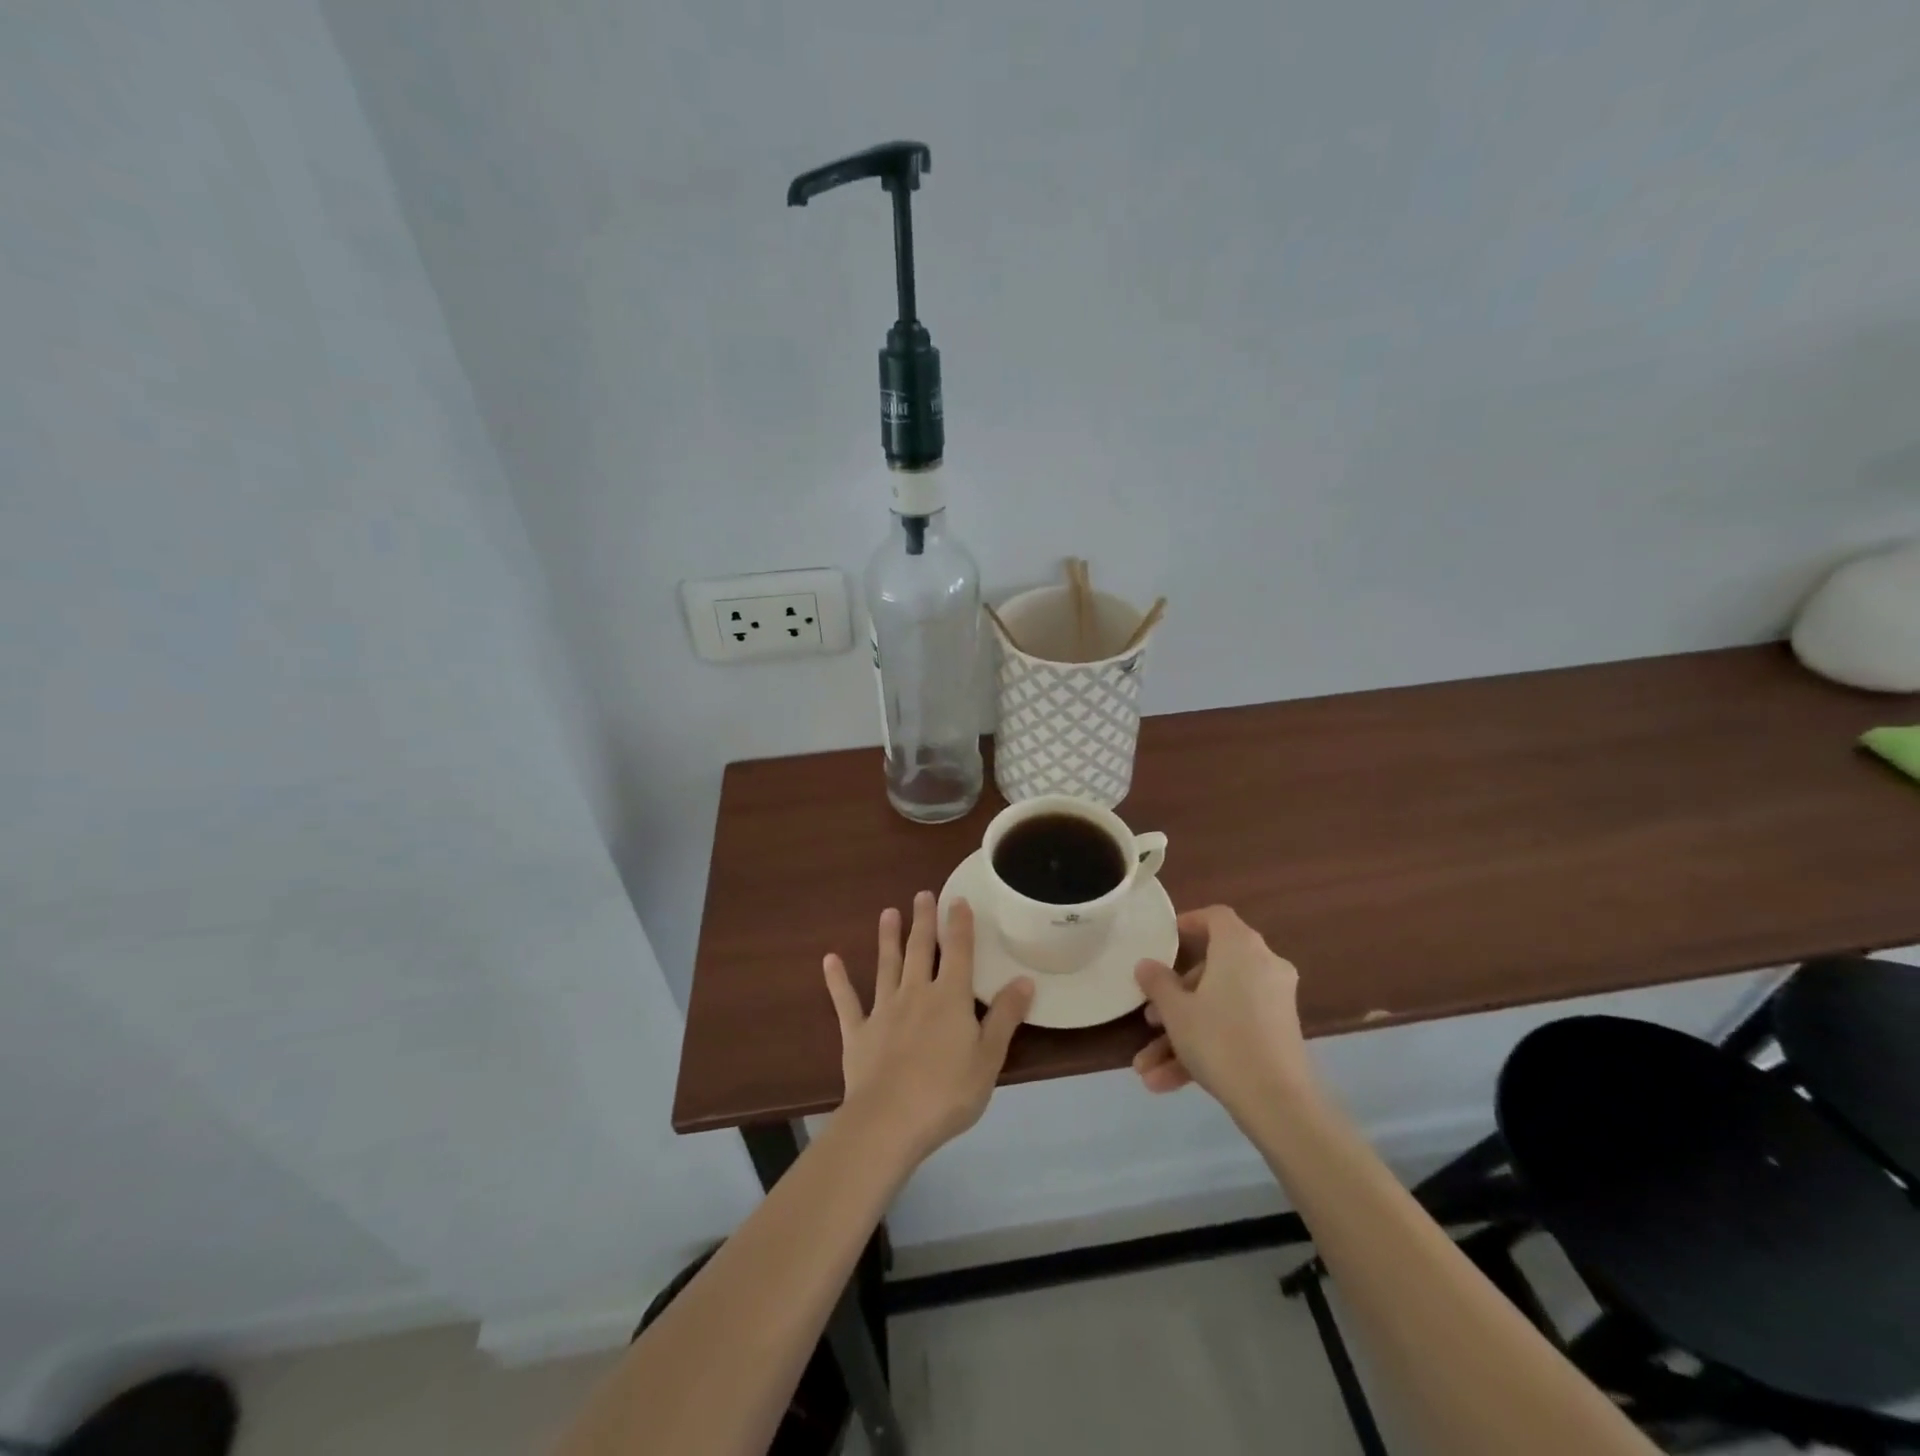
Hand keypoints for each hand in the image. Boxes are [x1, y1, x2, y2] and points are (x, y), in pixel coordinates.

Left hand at [823, 893, 1034, 1164]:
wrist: (889, 1121)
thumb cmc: (947, 1092)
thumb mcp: (989, 1058)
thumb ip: (1005, 1017)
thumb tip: (1024, 980)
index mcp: (950, 998)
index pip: (958, 952)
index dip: (959, 925)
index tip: (957, 900)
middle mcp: (916, 994)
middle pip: (920, 950)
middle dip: (923, 921)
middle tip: (922, 894)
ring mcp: (883, 1011)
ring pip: (886, 966)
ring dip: (887, 939)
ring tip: (888, 913)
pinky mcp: (857, 1033)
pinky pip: (846, 1001)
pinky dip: (838, 980)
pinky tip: (830, 959)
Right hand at [1130, 905, 1311, 1114]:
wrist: (1278, 1103)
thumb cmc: (1220, 1039)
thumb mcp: (1176, 1011)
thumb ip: (1157, 983)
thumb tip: (1146, 964)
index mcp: (1239, 947)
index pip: (1216, 917)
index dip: (1190, 923)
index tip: (1166, 940)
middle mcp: (1263, 965)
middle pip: (1212, 969)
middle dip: (1175, 997)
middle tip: (1151, 1018)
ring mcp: (1274, 1001)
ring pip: (1218, 1007)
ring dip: (1182, 1034)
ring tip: (1147, 1068)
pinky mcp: (1278, 1034)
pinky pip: (1234, 1029)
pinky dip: (1204, 1049)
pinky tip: (1166, 1084)